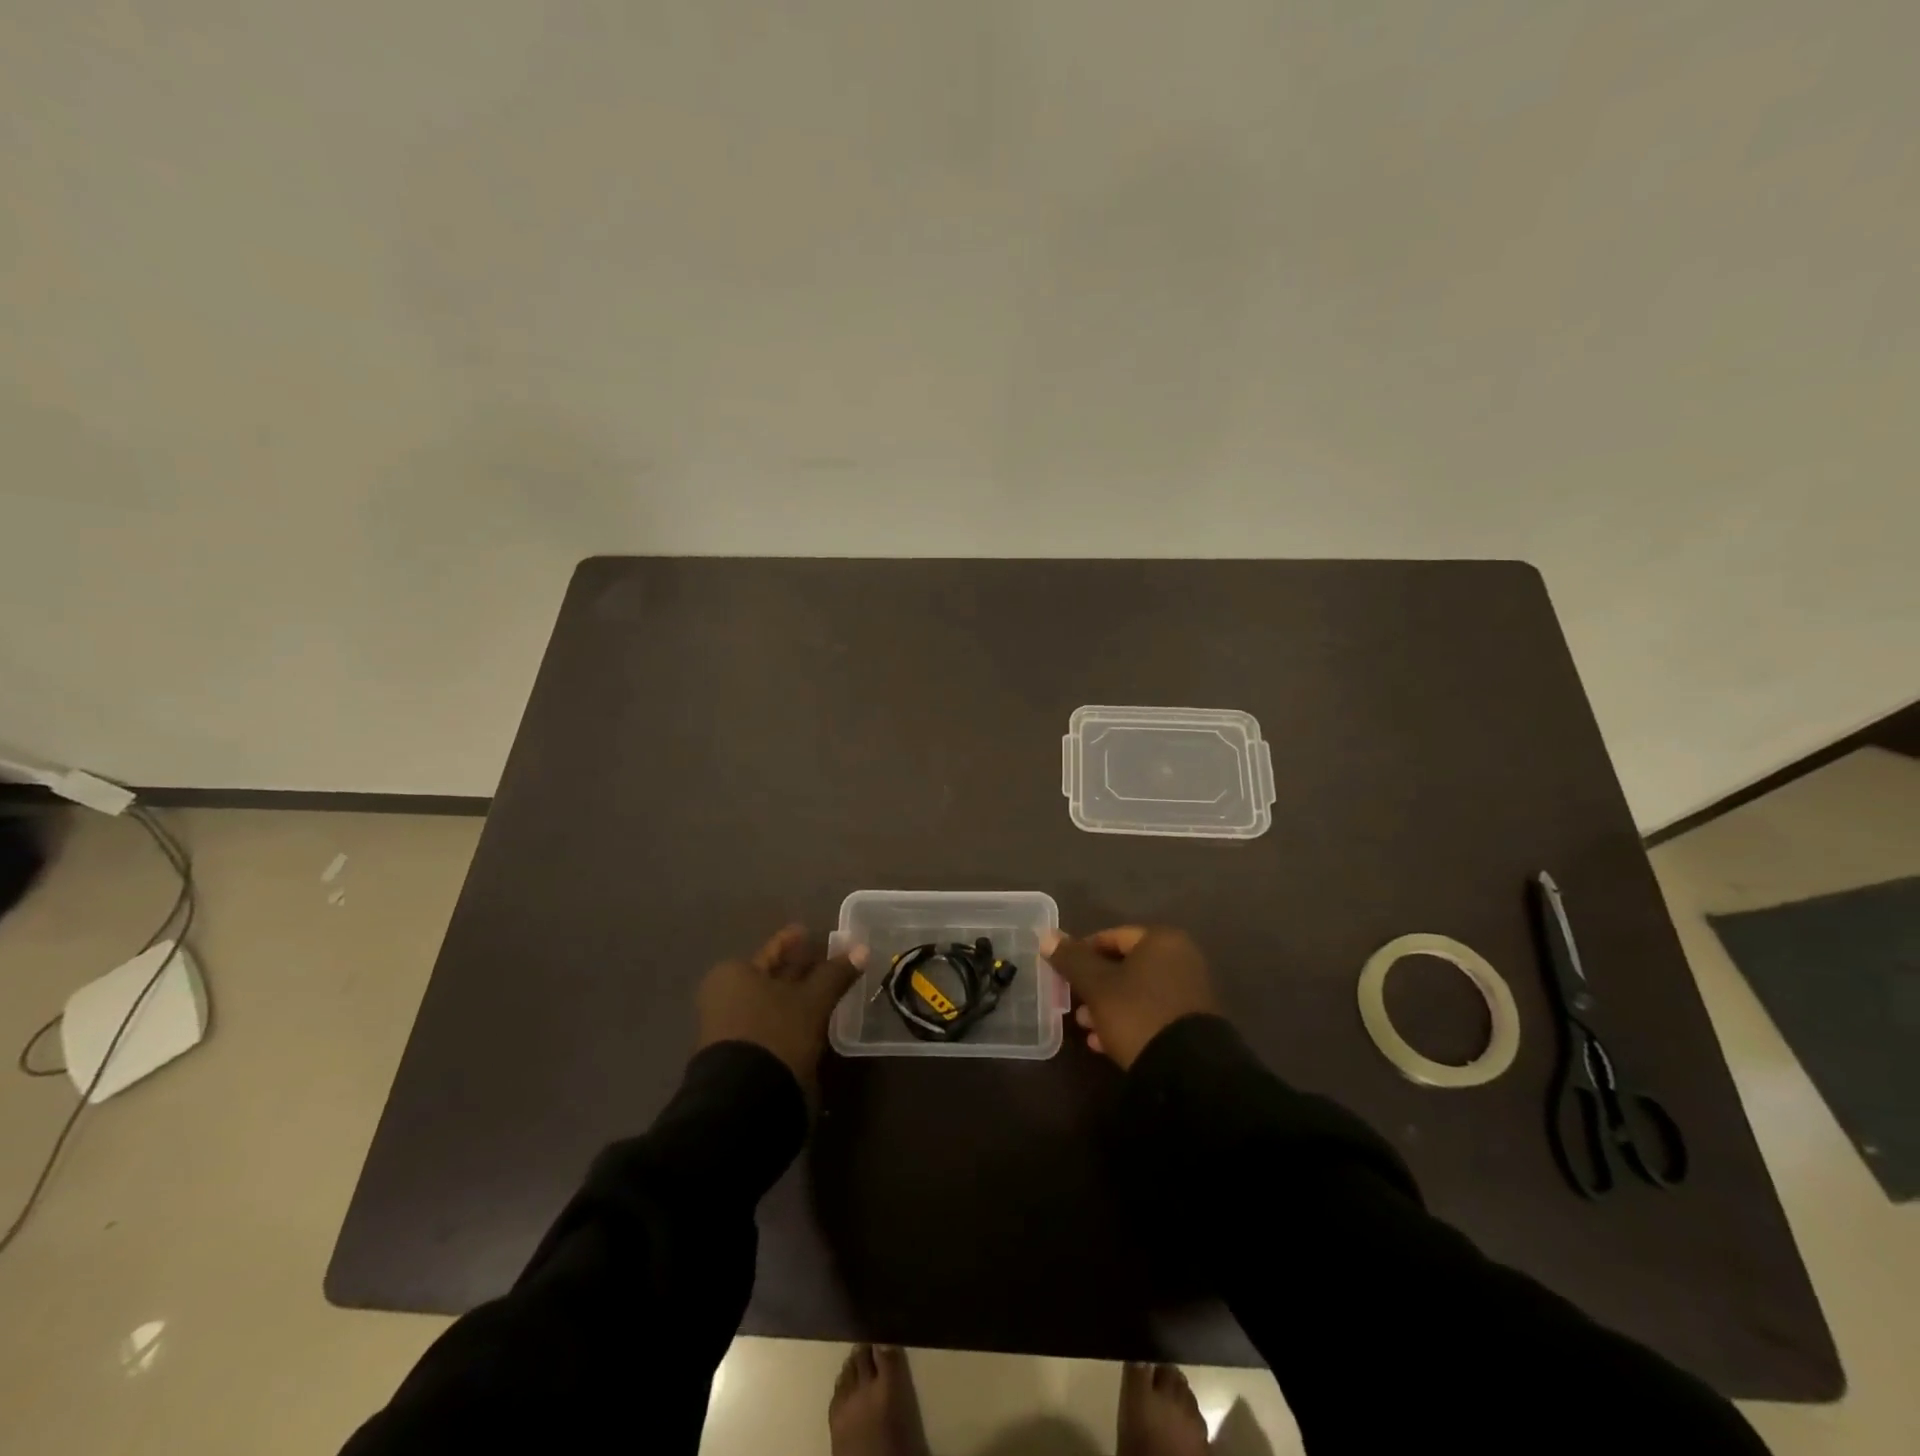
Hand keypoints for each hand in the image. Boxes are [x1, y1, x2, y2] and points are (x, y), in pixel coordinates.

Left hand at [697, 924, 865, 1087]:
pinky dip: (789, 1019)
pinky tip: (811, 1022)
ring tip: (827, 991)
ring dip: (796, 997)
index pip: (773, 950)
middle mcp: (724, 995)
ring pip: (771, 1002)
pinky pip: (768, 1024)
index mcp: (734, 973)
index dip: (794, 941)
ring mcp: (727, 1027)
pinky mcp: (737, 1055)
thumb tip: (861, 948)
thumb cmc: (775, 1034)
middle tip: (829, 961)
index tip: (812, 933)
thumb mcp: (813, 1001)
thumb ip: (836, 974)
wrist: (743, 1102)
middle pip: (770, 975)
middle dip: (799, 970)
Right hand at [1040, 925, 1218, 1068]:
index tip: (1062, 975)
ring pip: (1136, 991)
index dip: (1081, 954)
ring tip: (1086, 1028)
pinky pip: (1151, 1012)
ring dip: (1107, 1006)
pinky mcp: (1192, 1022)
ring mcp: (1189, 991)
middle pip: (1124, 965)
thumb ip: (1071, 959)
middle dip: (1094, 985)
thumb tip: (1046, 936)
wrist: (1189, 1072)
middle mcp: (1180, 958)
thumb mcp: (1097, 986)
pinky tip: (1105, 1043)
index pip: (1110, 937)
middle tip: (1073, 1005)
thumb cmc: (1138, 1014)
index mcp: (1161, 940)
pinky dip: (1127, 1021)